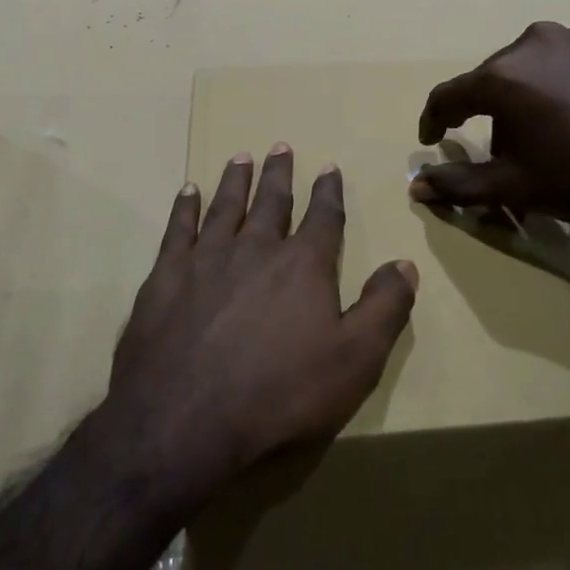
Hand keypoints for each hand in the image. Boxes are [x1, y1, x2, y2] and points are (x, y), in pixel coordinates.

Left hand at [107, 148, 418, 510]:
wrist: (184, 422)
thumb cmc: (280, 395)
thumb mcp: (355, 361)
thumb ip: (384, 308)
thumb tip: (405, 264)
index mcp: (303, 266)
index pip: (323, 217)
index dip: (329, 191)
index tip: (329, 167)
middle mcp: (255, 249)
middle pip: (271, 201)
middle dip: (279, 174)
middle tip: (281, 146)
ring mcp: (205, 260)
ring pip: (225, 207)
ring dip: (235, 180)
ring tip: (241, 157)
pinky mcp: (165, 278)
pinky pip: (177, 229)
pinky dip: (185, 207)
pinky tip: (187, 191)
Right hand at [410, 22, 569, 242]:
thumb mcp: (515, 187)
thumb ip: (459, 184)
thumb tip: (415, 187)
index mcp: (503, 73)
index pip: (448, 95)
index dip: (433, 121)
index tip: (432, 141)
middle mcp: (533, 42)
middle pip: (490, 81)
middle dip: (487, 118)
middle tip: (500, 156)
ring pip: (527, 73)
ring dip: (521, 104)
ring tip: (544, 143)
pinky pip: (562, 68)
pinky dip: (555, 93)